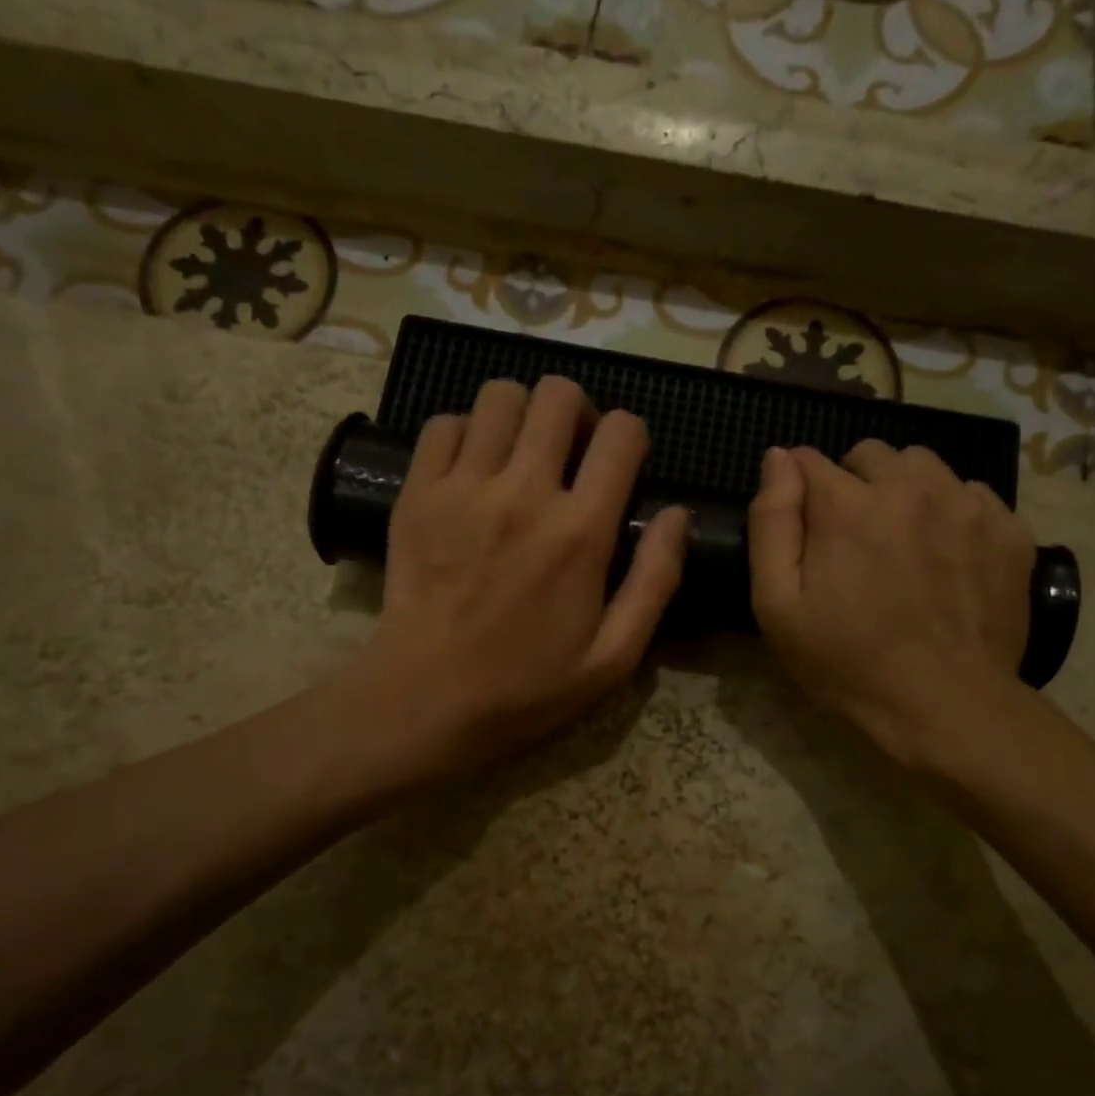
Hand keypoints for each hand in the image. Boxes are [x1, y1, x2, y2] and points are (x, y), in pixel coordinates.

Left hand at [347, 376, 688, 780]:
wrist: (424, 701)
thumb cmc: (526, 687)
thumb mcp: (613, 657)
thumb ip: (656, 580)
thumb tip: (678, 514)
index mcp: (580, 532)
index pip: (622, 432)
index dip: (630, 436)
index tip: (620, 465)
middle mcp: (523, 492)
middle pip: (558, 394)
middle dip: (577, 412)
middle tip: (570, 452)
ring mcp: (463, 487)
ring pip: (499, 395)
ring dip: (521, 415)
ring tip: (520, 455)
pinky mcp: (416, 492)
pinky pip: (443, 423)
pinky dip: (465, 433)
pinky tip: (473, 470)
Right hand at [747, 442, 1035, 772]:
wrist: (947, 706)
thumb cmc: (847, 662)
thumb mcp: (777, 605)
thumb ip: (772, 522)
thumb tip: (779, 458)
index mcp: (847, 504)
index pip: (807, 461)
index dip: (798, 491)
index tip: (805, 529)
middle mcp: (909, 487)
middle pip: (870, 455)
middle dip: (853, 485)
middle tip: (854, 540)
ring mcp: (967, 505)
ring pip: (924, 466)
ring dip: (904, 490)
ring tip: (903, 541)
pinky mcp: (1009, 529)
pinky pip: (971, 494)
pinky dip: (952, 513)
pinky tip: (948, 557)